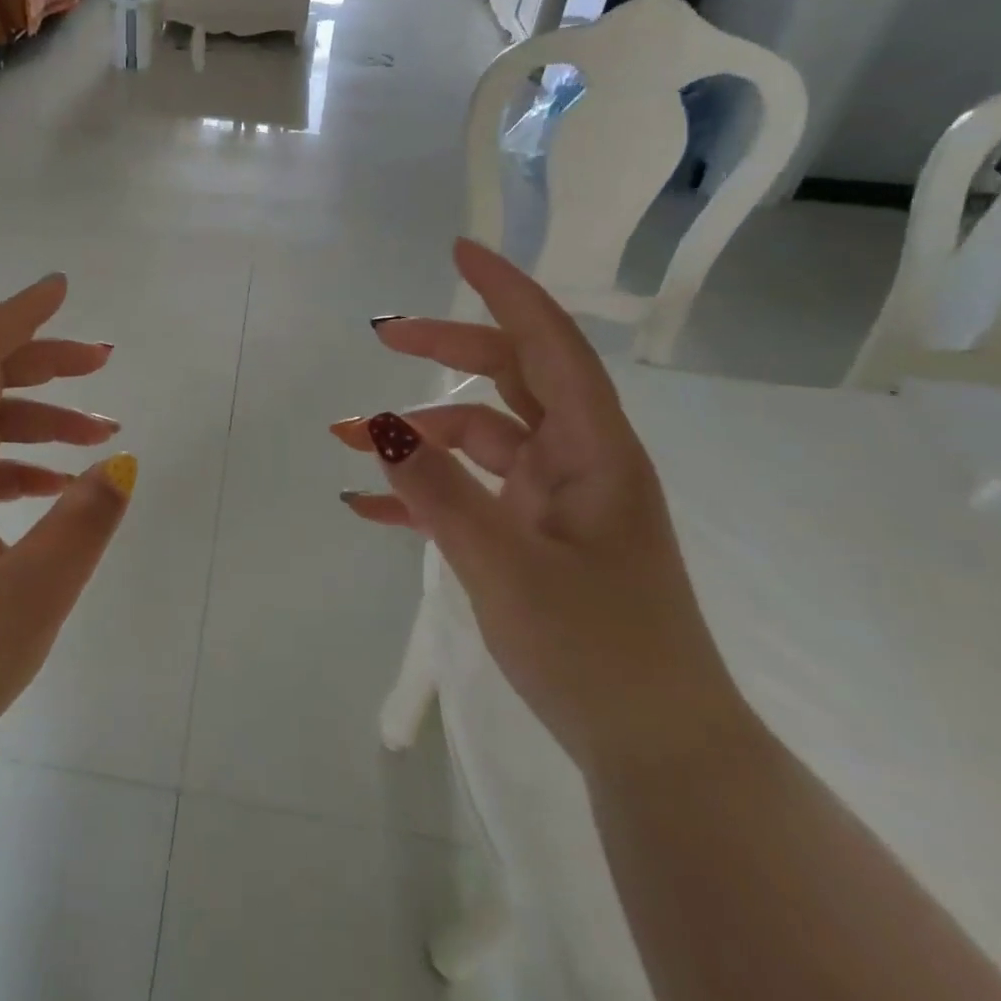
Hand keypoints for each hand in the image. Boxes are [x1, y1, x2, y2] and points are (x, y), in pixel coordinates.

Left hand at [0, 274, 135, 805]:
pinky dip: (21, 467)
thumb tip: (122, 464)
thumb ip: (85, 522)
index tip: (62, 289)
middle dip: (44, 365)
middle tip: (105, 364)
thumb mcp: (32, 593)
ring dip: (40, 422)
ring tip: (102, 437)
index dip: (21, 318)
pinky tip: (59, 490)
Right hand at [333, 239, 752, 779]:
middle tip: (380, 336)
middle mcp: (577, 460)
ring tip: (345, 439)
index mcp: (593, 450)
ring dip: (415, 434)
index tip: (458, 251)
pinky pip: (469, 492)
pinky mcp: (533, 535)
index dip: (506, 291)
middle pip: (508, 377)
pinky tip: (367, 506)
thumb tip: (378, 426)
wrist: (655, 750)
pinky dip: (422, 491)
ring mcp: (554, 499)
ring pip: (478, 437)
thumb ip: (438, 493)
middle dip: (445, 349)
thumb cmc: (597, 650)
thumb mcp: (505, 567)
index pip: (550, 344)